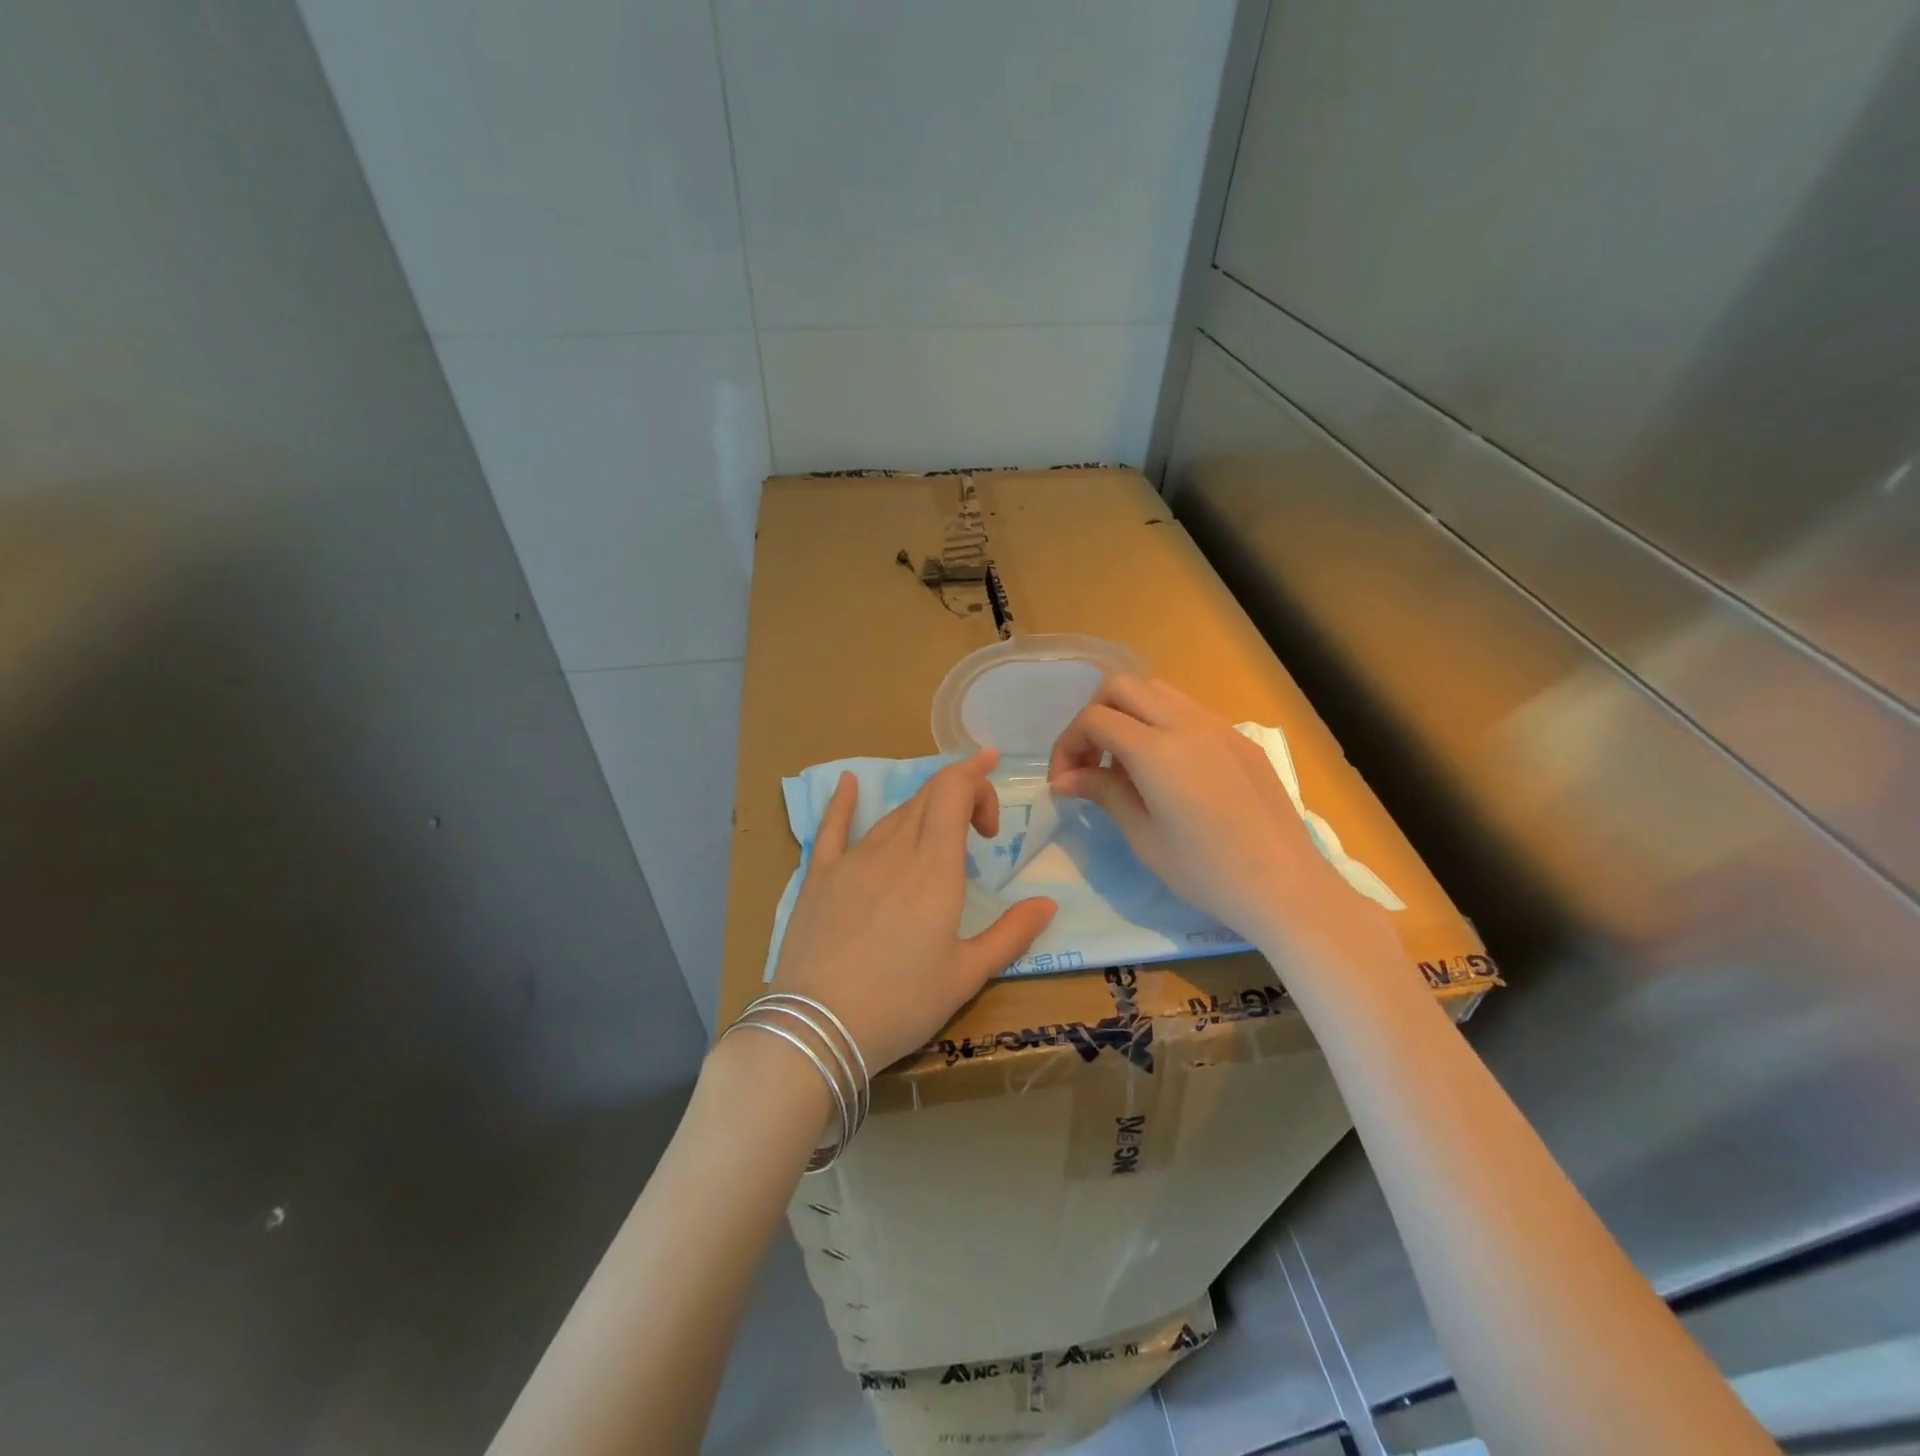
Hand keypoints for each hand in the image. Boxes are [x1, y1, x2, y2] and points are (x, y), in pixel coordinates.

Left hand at [769, 749, 1057, 1069]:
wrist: (817, 1029)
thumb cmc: (901, 1004)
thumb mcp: (966, 975)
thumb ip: (1011, 934)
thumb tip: (1047, 903)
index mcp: (935, 868)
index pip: (954, 791)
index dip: (976, 783)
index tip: (991, 823)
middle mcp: (895, 850)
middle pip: (927, 796)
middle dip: (958, 793)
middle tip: (979, 825)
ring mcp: (852, 859)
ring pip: (893, 813)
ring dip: (922, 810)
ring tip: (939, 831)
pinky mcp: (819, 875)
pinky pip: (832, 827)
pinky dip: (844, 800)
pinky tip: (847, 781)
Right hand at [1048, 676, 1387, 966]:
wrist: (1284, 886)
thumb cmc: (1206, 872)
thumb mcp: (1144, 837)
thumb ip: (1103, 793)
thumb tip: (1064, 779)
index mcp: (1157, 751)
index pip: (1095, 719)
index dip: (1068, 745)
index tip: (1064, 782)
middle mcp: (1187, 724)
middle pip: (1122, 687)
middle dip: (1094, 716)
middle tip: (1090, 761)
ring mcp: (1219, 726)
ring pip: (1158, 691)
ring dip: (1129, 714)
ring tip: (1126, 764)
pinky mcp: (1240, 739)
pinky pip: (1189, 711)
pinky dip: (1161, 724)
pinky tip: (1167, 770)